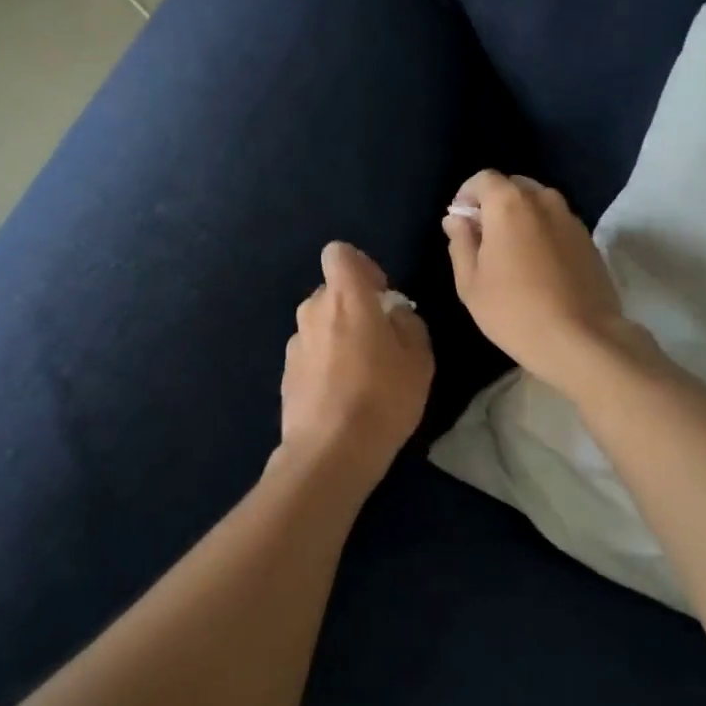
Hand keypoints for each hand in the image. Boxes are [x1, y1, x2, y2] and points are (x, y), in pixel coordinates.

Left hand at [280, 242, 433, 483]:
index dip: (360, 266)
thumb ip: (407, 323)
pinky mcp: (286, 373)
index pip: (339, 253)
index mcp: (346, 298)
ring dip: (337, 335)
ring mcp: (295, 343)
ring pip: (319, 323)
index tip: (379, 294)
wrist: (330, 452)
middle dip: (353, 305)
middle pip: (331, 291)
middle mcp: (313, 311)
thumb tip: (393, 314)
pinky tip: (341, 395)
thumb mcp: (419, 359)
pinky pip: (310, 353)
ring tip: (361, 372)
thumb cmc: (383, 398)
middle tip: (378, 339)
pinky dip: (324, 362)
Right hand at [443, 171, 634, 390]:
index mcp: (510, 203)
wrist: (581, 339)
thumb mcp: (470, 282)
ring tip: (512, 256)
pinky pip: (557, 224)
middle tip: (484, 241)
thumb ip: (460, 242)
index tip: (460, 224)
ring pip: (538, 204)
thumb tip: (457, 219)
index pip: (483, 179)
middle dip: (494, 205)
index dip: (467, 196)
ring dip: (520, 219)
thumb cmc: (513, 310)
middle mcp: (544, 200)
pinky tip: (538, 268)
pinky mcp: (589, 240)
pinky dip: (542, 233)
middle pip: (513, 187)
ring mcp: (571, 219)